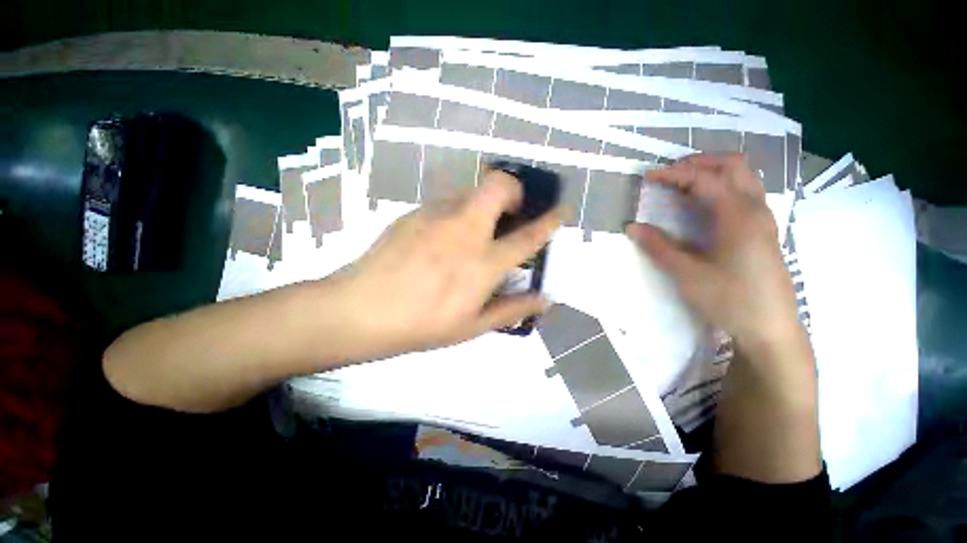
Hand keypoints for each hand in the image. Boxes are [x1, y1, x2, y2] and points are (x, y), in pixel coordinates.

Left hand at [329, 170, 562, 359]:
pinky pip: (446, 201)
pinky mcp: (414, 212)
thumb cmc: (422, 324)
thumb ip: (512, 309)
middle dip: (515, 190)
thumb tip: (545, 300)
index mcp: (483, 262)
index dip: (550, 221)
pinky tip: (444, 235)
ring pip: (472, 189)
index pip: (528, 236)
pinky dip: (458, 210)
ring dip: (484, 202)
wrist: (361, 310)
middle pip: (499, 186)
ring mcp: (437, 216)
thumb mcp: (472, 326)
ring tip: (475, 228)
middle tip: (510, 213)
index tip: (561, 210)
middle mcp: (465, 230)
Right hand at [625, 154, 800, 349]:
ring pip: (743, 177)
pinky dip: (722, 186)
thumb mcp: (687, 274)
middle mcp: (755, 209)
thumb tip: (632, 227)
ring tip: (684, 183)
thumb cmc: (730, 299)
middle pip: (733, 165)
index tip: (648, 176)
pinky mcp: (764, 231)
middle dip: (699, 162)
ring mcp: (764, 219)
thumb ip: (658, 246)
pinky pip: (745, 193)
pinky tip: (705, 205)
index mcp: (738, 216)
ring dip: (713, 171)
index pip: (704, 179)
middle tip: (670, 172)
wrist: (770, 329)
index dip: (673, 174)